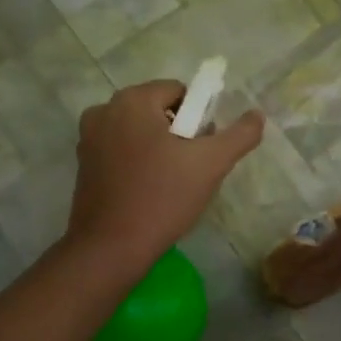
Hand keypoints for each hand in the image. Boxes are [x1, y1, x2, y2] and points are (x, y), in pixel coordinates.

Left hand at [65, 79, 263, 267]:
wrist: (111, 248)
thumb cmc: (163, 197)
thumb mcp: (212, 163)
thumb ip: (240, 134)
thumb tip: (257, 115)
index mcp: (132, 101)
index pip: (179, 91)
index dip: (199, 118)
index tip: (202, 149)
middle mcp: (104, 111)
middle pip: (158, 110)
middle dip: (179, 132)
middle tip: (191, 168)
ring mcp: (88, 138)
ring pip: (140, 131)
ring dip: (159, 147)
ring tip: (171, 182)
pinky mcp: (83, 164)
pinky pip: (121, 150)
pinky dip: (138, 161)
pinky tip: (149, 190)